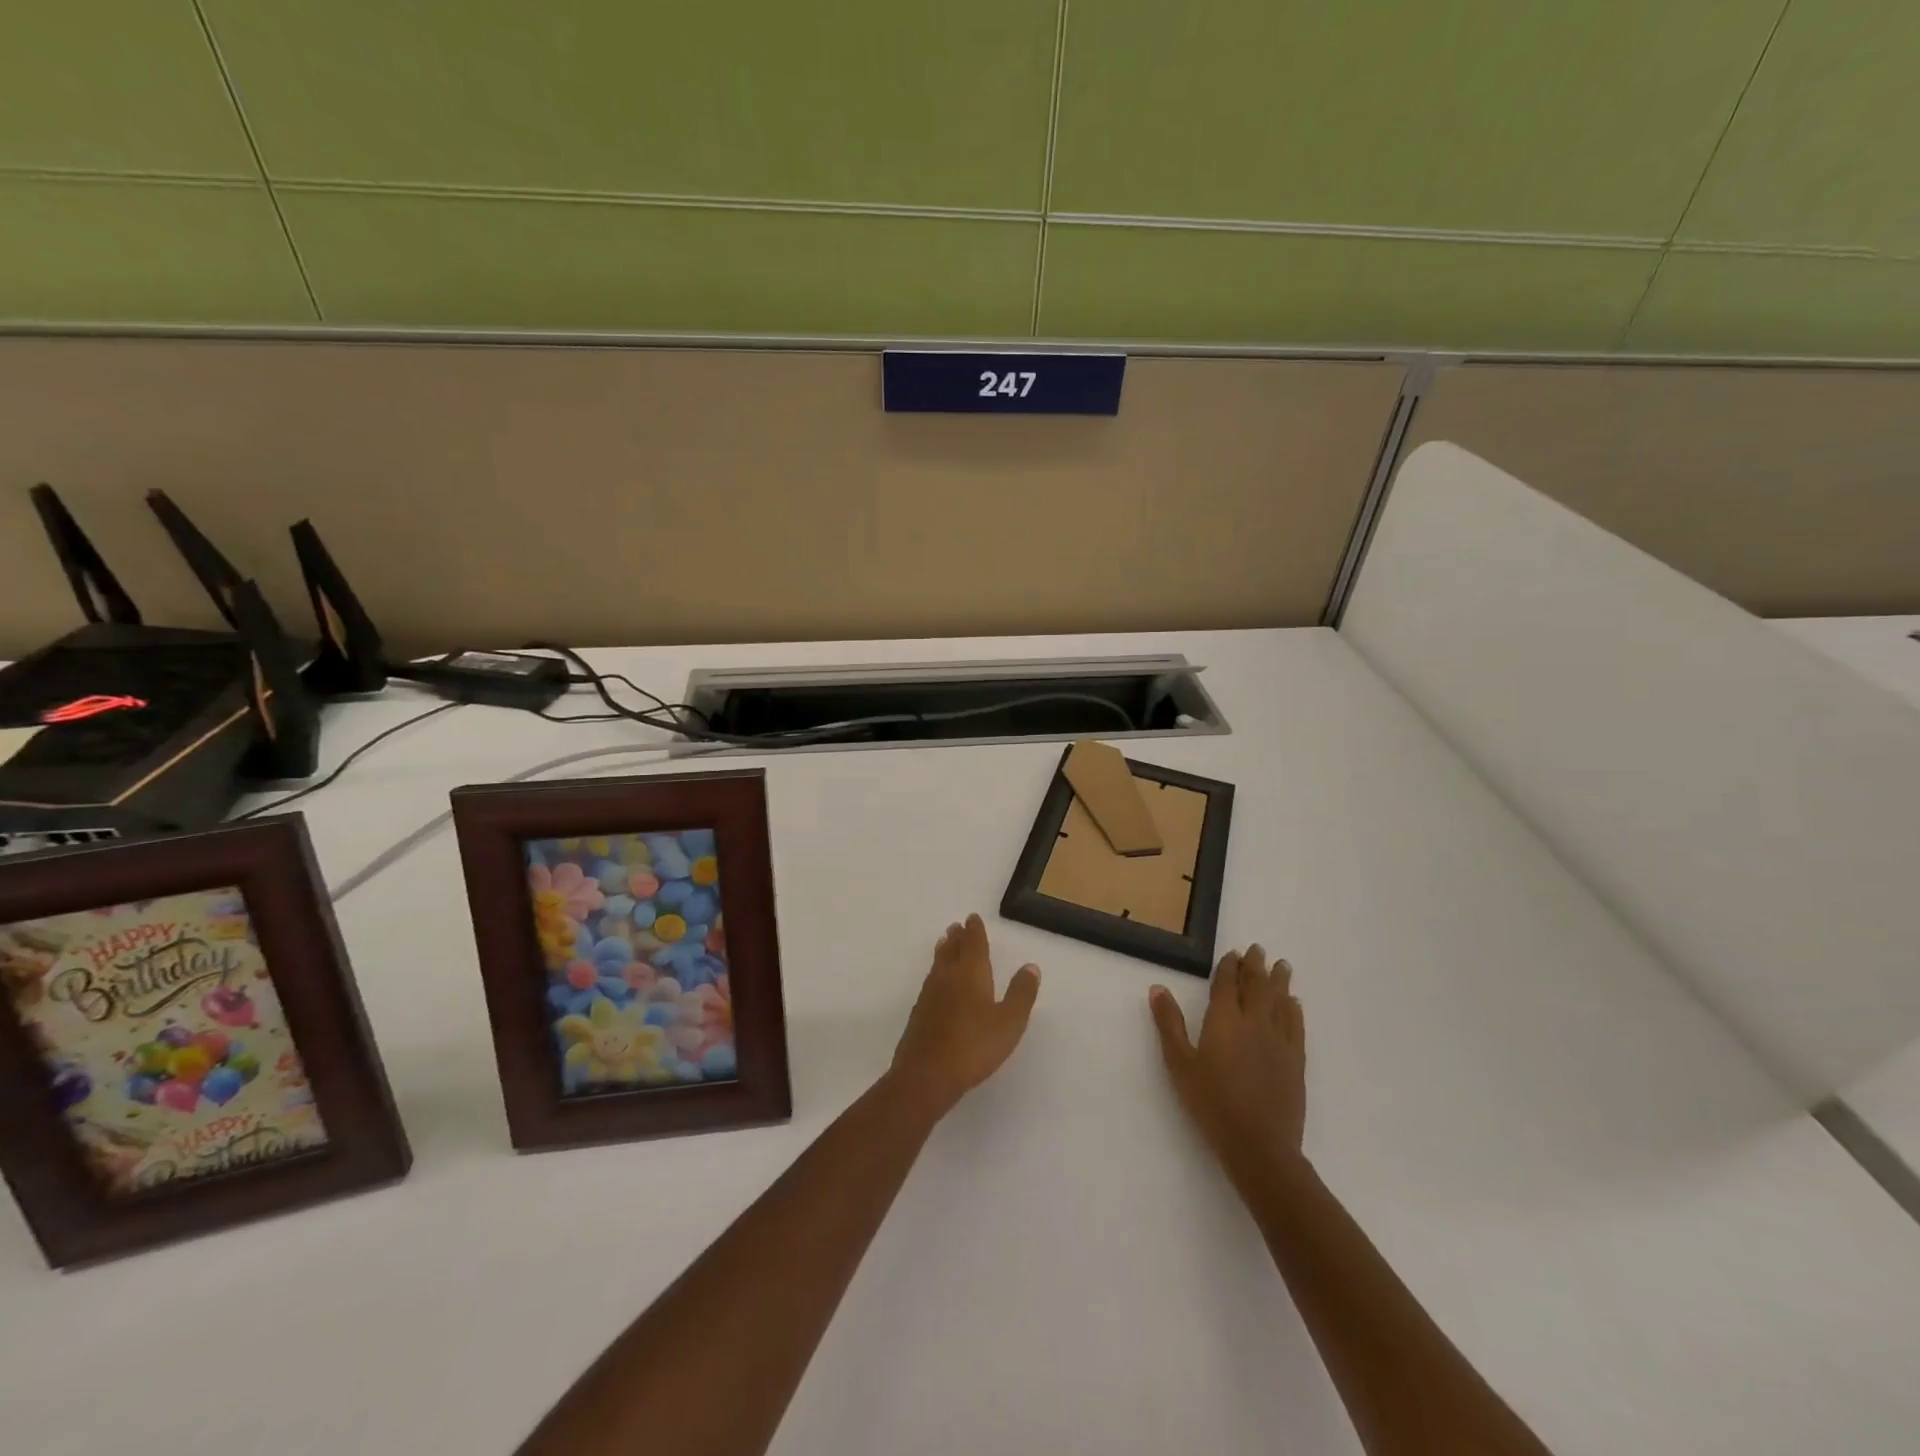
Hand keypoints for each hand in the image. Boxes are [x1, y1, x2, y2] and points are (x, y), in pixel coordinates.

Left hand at [889, 914, 1039, 1120]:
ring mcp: (929, 995)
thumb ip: (1021, 993)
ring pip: (938, 964)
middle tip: (956, 926)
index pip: (973, 944)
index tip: (972, 918)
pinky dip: (935, 972)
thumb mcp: (1009, 1021)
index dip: (974, 931)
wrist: (927, 1074)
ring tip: (944, 942)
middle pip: (952, 950)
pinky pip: (930, 982)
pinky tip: (935, 983)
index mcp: (971, 974)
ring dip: (943, 951)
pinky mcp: (919, 1014)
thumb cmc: (974, 1046)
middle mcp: (947, 977)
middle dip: (957, 937)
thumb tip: (1030, 966)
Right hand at [1150, 945, 1305, 1181]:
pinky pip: (1296, 1026)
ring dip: (1280, 981)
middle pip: (1257, 986)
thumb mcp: (1180, 1063)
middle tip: (1258, 949)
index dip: (1230, 966)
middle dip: (1256, 966)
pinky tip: (1294, 1004)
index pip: (1227, 984)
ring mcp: (1279, 1041)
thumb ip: (1169, 1024)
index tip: (1233, 953)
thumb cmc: (1211, 1103)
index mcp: (1224, 1021)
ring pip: (1280, 1001)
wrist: (1259, 1145)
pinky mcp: (1296, 1061)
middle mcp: (1254, 1022)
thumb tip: (1158, 988)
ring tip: (1282, 965)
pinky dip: (1295, 1010)